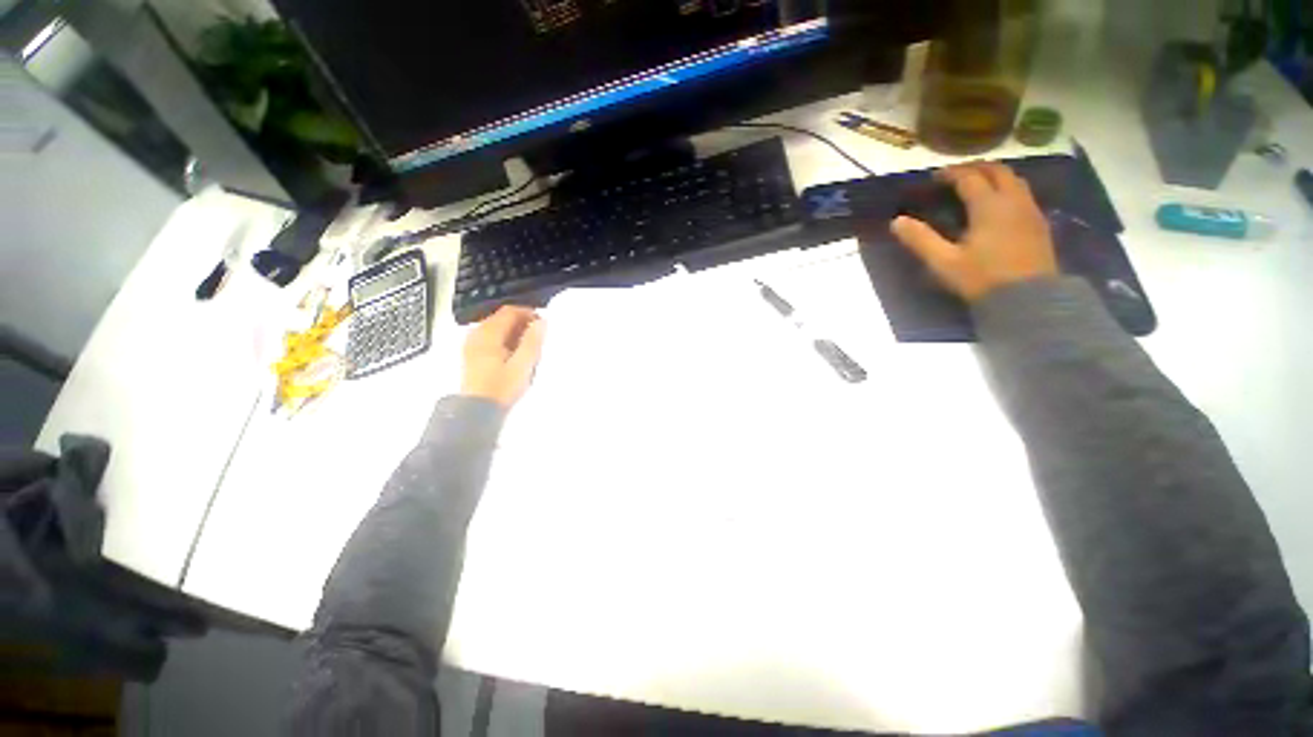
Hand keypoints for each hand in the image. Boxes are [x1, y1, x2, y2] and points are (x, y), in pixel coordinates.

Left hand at [461, 306, 544, 407]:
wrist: (476, 410)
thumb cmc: (502, 386)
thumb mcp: (523, 364)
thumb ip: (532, 341)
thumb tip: (541, 321)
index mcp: (489, 333)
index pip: (510, 311)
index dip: (528, 313)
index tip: (543, 323)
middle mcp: (477, 334)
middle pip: (501, 317)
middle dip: (520, 322)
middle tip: (537, 334)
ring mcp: (471, 344)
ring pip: (495, 327)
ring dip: (512, 330)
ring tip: (527, 344)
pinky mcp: (471, 355)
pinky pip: (489, 337)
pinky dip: (503, 339)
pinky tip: (512, 352)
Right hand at [890, 163, 1058, 302]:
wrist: (1029, 298)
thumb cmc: (982, 278)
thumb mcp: (944, 262)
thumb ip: (920, 240)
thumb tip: (897, 221)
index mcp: (988, 206)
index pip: (969, 178)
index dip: (951, 174)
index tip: (934, 177)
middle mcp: (1012, 200)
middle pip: (997, 171)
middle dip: (975, 168)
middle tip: (956, 175)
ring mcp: (1030, 210)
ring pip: (1014, 179)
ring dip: (994, 175)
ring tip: (978, 184)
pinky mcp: (1039, 223)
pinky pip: (1023, 194)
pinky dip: (1007, 188)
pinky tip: (999, 204)